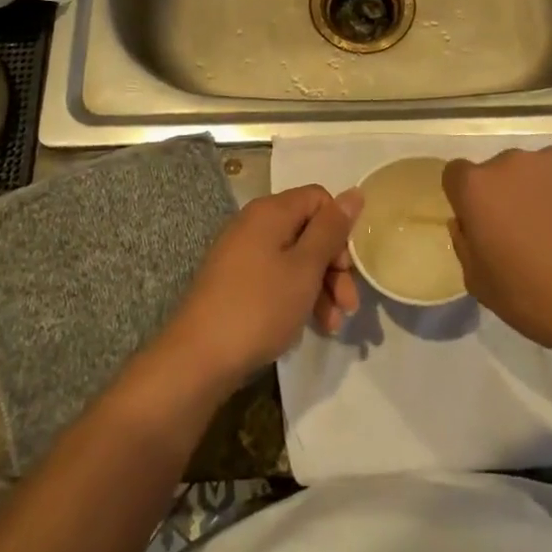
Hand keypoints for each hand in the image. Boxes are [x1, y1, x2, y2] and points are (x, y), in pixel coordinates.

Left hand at [164, 186, 363, 383]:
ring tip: (333, 325)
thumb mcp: (305, 267)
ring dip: (320, 288)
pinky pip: (277, 278)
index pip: (319, 199)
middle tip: (348, 304)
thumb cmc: (259, 307)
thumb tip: (354, 192)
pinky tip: (311, 326)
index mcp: (271, 211)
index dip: (339, 229)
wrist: (198, 359)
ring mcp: (243, 254)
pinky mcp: (236, 283)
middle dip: (334, 266)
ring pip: (295, 259)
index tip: (347, 266)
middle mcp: (255, 225)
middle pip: (309, 230)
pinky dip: (298, 297)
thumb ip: (331, 229)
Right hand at [443, 148, 551, 359]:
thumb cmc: (534, 298)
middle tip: (526, 229)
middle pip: (499, 170)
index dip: (467, 198)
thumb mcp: (478, 282)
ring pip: (537, 169)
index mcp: (477, 187)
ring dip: (540, 189)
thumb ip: (464, 242)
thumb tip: (467, 221)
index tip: (483, 222)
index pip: (456, 174)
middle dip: (507, 193)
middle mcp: (510, 160)